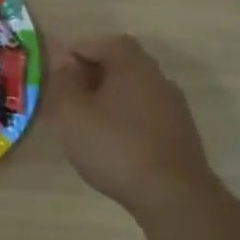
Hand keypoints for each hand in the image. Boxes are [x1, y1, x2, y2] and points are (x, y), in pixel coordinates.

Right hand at [50, 35, 218, 207]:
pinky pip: (146, 113)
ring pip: (135, 90)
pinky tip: (112, 141)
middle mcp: (158, 78)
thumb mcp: (73, 112)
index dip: (79, 50)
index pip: (105, 42)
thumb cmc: (115, 146)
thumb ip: (64, 81)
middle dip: (93, 73)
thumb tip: (63, 60)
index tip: (59, 69)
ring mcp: (174, 107)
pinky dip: (126, 117)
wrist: (173, 196)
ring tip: (87, 119)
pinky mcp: (180, 134)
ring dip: (110, 97)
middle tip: (69, 93)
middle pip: (122, 64)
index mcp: (133, 65)